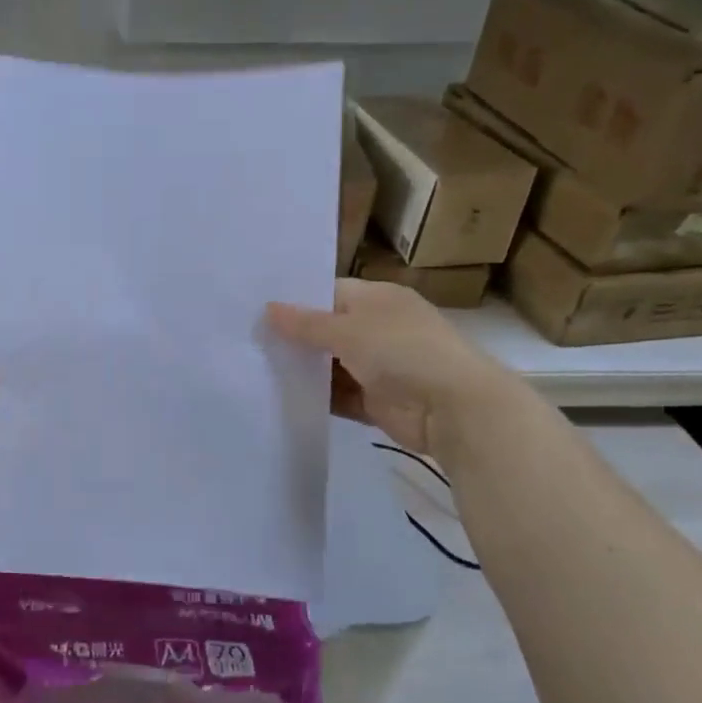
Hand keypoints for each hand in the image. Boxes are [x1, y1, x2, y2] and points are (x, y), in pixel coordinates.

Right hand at [266, 280, 515, 456]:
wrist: (453, 409)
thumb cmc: (402, 352)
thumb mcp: (349, 330)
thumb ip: (306, 323)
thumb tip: (268, 308)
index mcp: (378, 300)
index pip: (329, 293)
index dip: (296, 302)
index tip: (257, 311)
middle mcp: (377, 329)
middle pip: (326, 330)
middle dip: (293, 338)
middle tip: (247, 341)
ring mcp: (377, 367)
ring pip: (328, 365)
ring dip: (301, 370)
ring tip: (253, 369)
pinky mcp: (373, 401)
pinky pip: (336, 396)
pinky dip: (315, 397)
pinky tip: (280, 397)